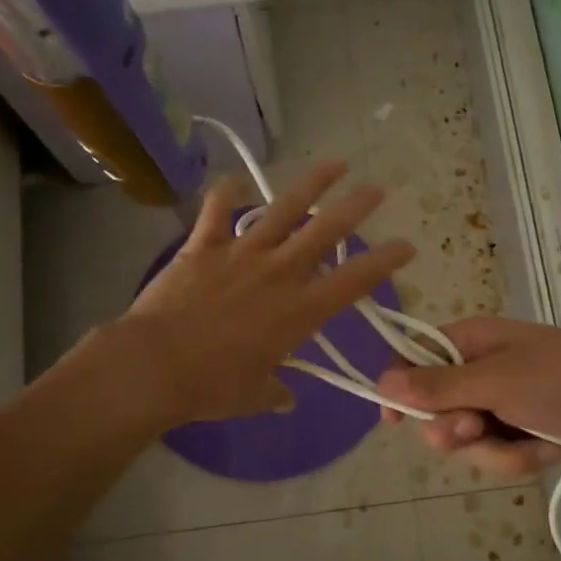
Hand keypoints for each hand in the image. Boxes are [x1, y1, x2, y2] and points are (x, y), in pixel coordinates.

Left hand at [113, 162, 413, 425]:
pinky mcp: (204, 246)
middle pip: (326, 230)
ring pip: (283, 209)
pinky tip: (237, 180)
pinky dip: (227, 192)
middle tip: (377, 188)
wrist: (153, 366)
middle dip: (357, 206)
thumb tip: (285, 398)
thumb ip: (275, 392)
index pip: (354, 280)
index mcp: (299, 311)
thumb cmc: (211, 387)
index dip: (385, 261)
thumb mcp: (253, 396)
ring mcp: (241, 253)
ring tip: (335, 162)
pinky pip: (218, 210)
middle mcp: (279, 273)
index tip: (406, 246)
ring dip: (312, 184)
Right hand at [375, 317, 560, 474]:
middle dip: (454, 429)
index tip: (392, 421)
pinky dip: (519, 456)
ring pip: (470, 438)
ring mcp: (506, 401)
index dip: (401, 387)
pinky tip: (544, 451)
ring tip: (524, 443)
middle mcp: (483, 369)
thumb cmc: (558, 378)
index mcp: (472, 341)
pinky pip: (500, 451)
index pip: (417, 358)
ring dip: (493, 449)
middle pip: (439, 407)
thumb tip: (382, 382)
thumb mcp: (493, 381)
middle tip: (471, 430)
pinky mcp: (526, 429)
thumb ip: (437, 386)